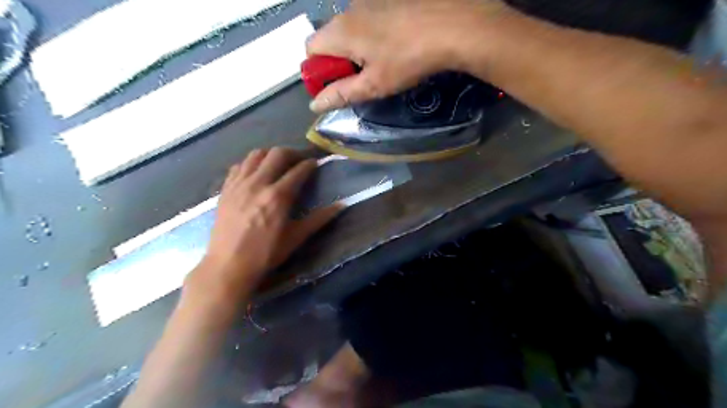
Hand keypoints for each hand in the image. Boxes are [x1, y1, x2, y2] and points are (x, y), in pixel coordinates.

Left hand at [190, 148, 343, 297]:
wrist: (228, 265)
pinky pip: (239, 165)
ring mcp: (239, 184)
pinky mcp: (226, 189)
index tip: (316, 163)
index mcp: (278, 196)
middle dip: (292, 153)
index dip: (310, 164)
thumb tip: (342, 205)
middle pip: (277, 154)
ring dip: (271, 154)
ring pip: (256, 154)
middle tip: (300, 160)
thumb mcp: (296, 237)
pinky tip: (256, 172)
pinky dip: (251, 163)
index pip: (298, 170)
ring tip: (278, 163)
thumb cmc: (266, 254)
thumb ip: (319, 219)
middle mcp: (258, 184)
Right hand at [305, 0, 505, 110]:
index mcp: (339, 31)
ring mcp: (368, 1)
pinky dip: (370, 38)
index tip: (338, 86)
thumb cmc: (407, 60)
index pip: (310, 50)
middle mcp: (348, 11)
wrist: (450, 26)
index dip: (318, 72)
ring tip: (381, 65)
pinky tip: (392, 47)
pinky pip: (366, 21)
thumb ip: (341, 94)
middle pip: (328, 40)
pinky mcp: (386, 0)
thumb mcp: (373, 85)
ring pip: (348, 30)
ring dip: (355, 50)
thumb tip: (315, 106)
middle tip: (362, 79)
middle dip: (338, 62)